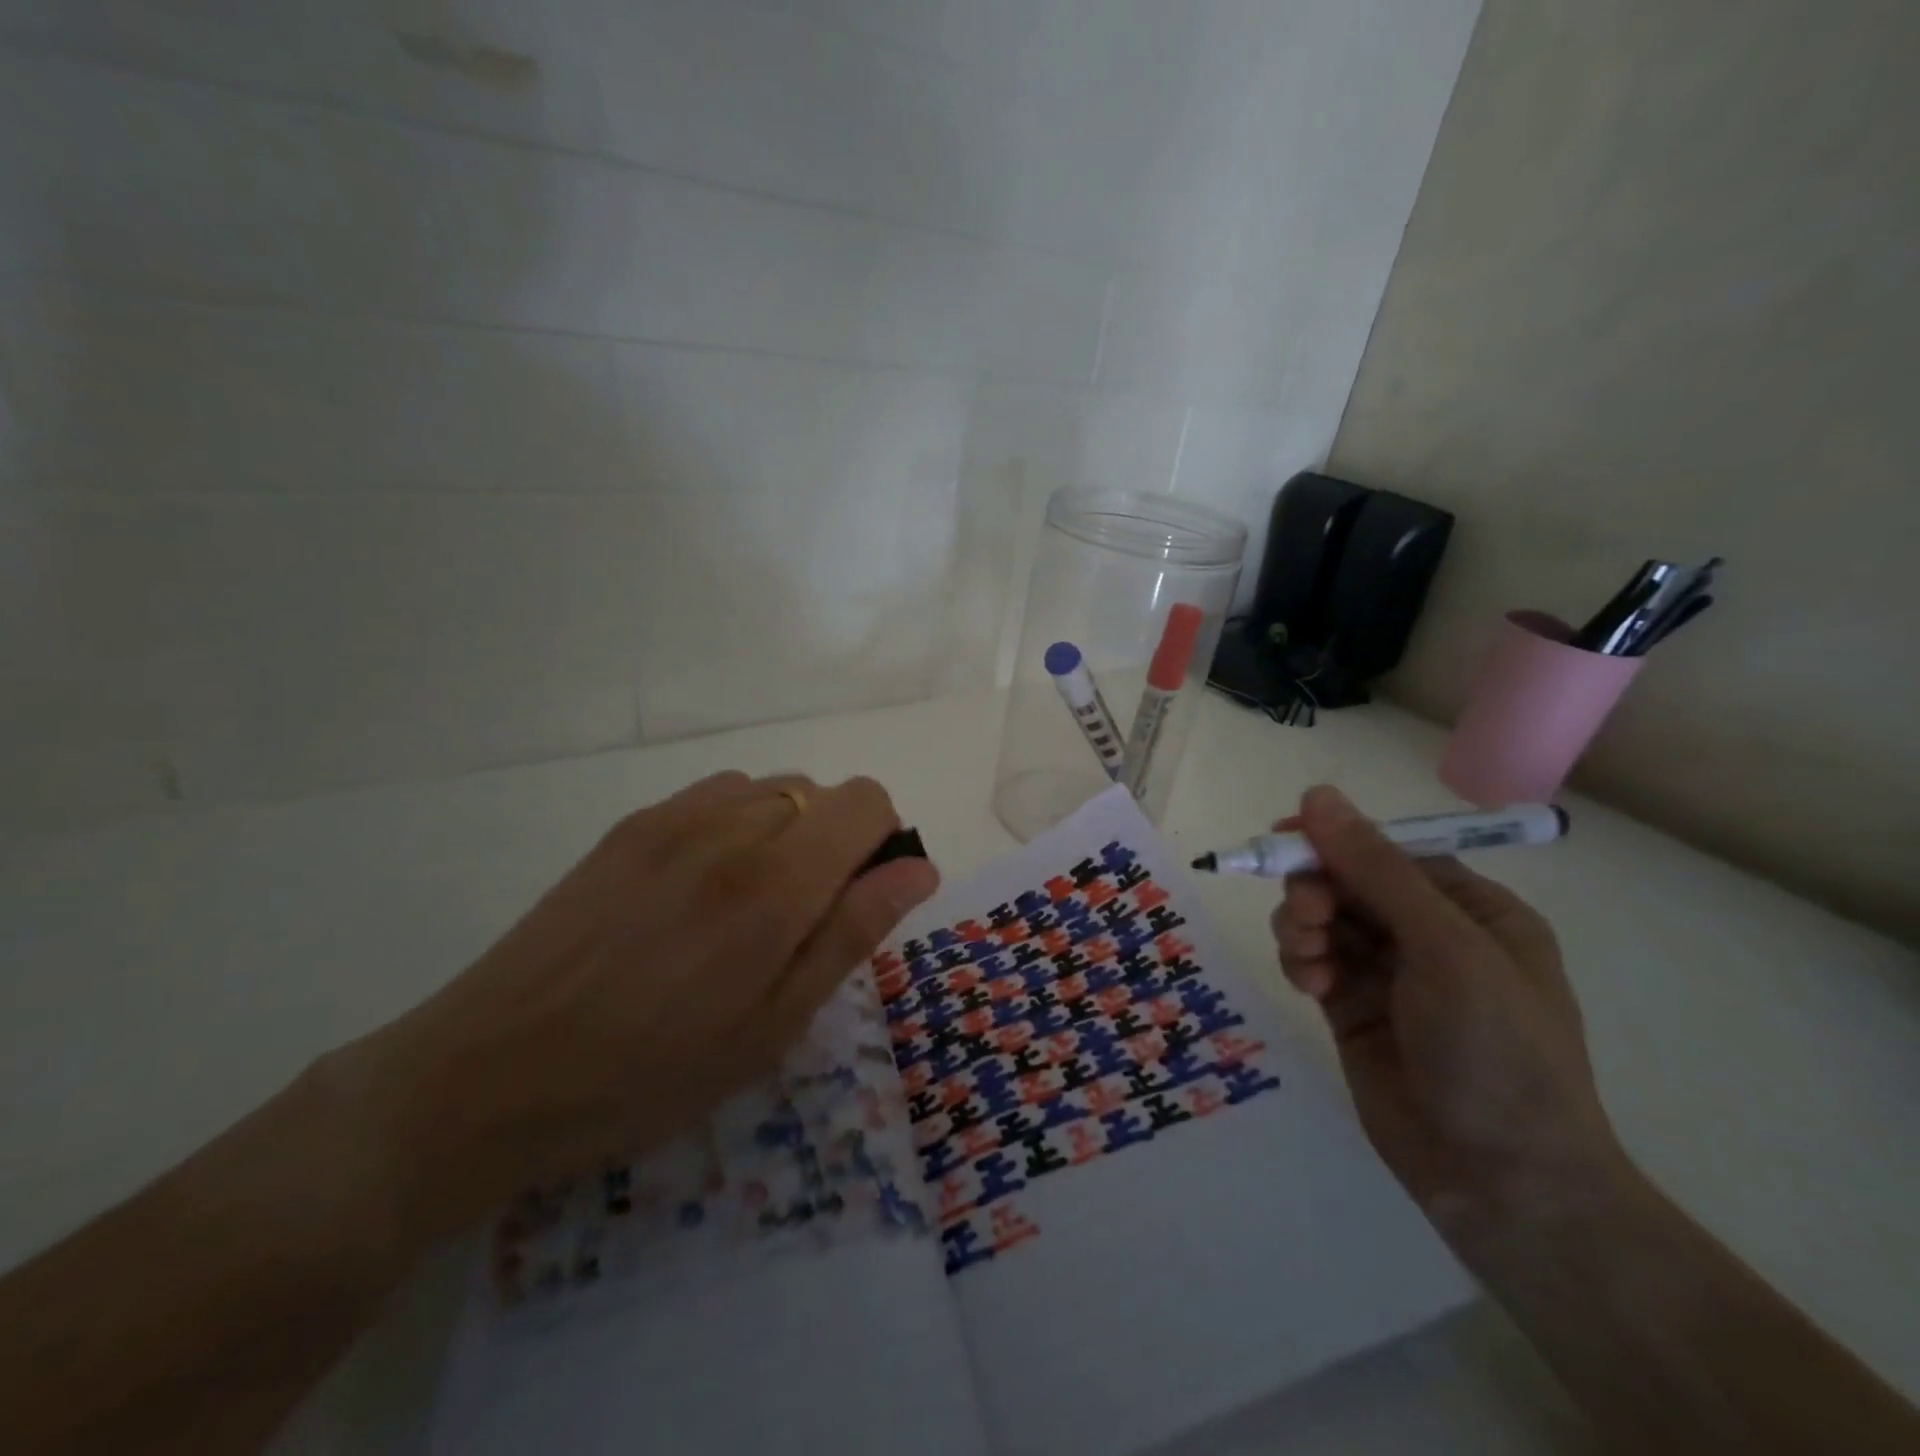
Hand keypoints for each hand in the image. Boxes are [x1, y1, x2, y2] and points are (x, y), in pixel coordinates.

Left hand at [343, 771, 939, 1238]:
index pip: (867, 802)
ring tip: (747, 906)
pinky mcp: (634, 823)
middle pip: (825, 792)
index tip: (860, 898)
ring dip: (788, 832)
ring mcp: (674, 816)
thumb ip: (852, 933)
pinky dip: (740, 822)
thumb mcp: (772, 1027)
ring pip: (775, 789)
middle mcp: (731, 827)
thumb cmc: (649, 1073)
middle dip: (836, 844)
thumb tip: (918, 867)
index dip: (883, 842)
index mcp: (774, 884)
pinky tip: (702, 885)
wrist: (493, 1072)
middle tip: (799, 921)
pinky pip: (720, 793)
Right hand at [1270, 786, 1625, 1236]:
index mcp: (1472, 910)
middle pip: (1348, 882)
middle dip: (1317, 890)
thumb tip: (1317, 794)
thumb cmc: (1497, 1051)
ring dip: (1302, 926)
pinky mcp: (1352, 1009)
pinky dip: (1300, 963)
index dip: (1338, 839)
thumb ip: (1376, 869)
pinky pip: (1312, 961)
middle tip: (1305, 914)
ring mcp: (1388, 974)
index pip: (1391, 851)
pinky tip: (1308, 985)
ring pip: (1322, 920)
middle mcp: (1429, 935)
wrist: (1503, 1183)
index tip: (1284, 836)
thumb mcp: (1444, 947)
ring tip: (1306, 957)